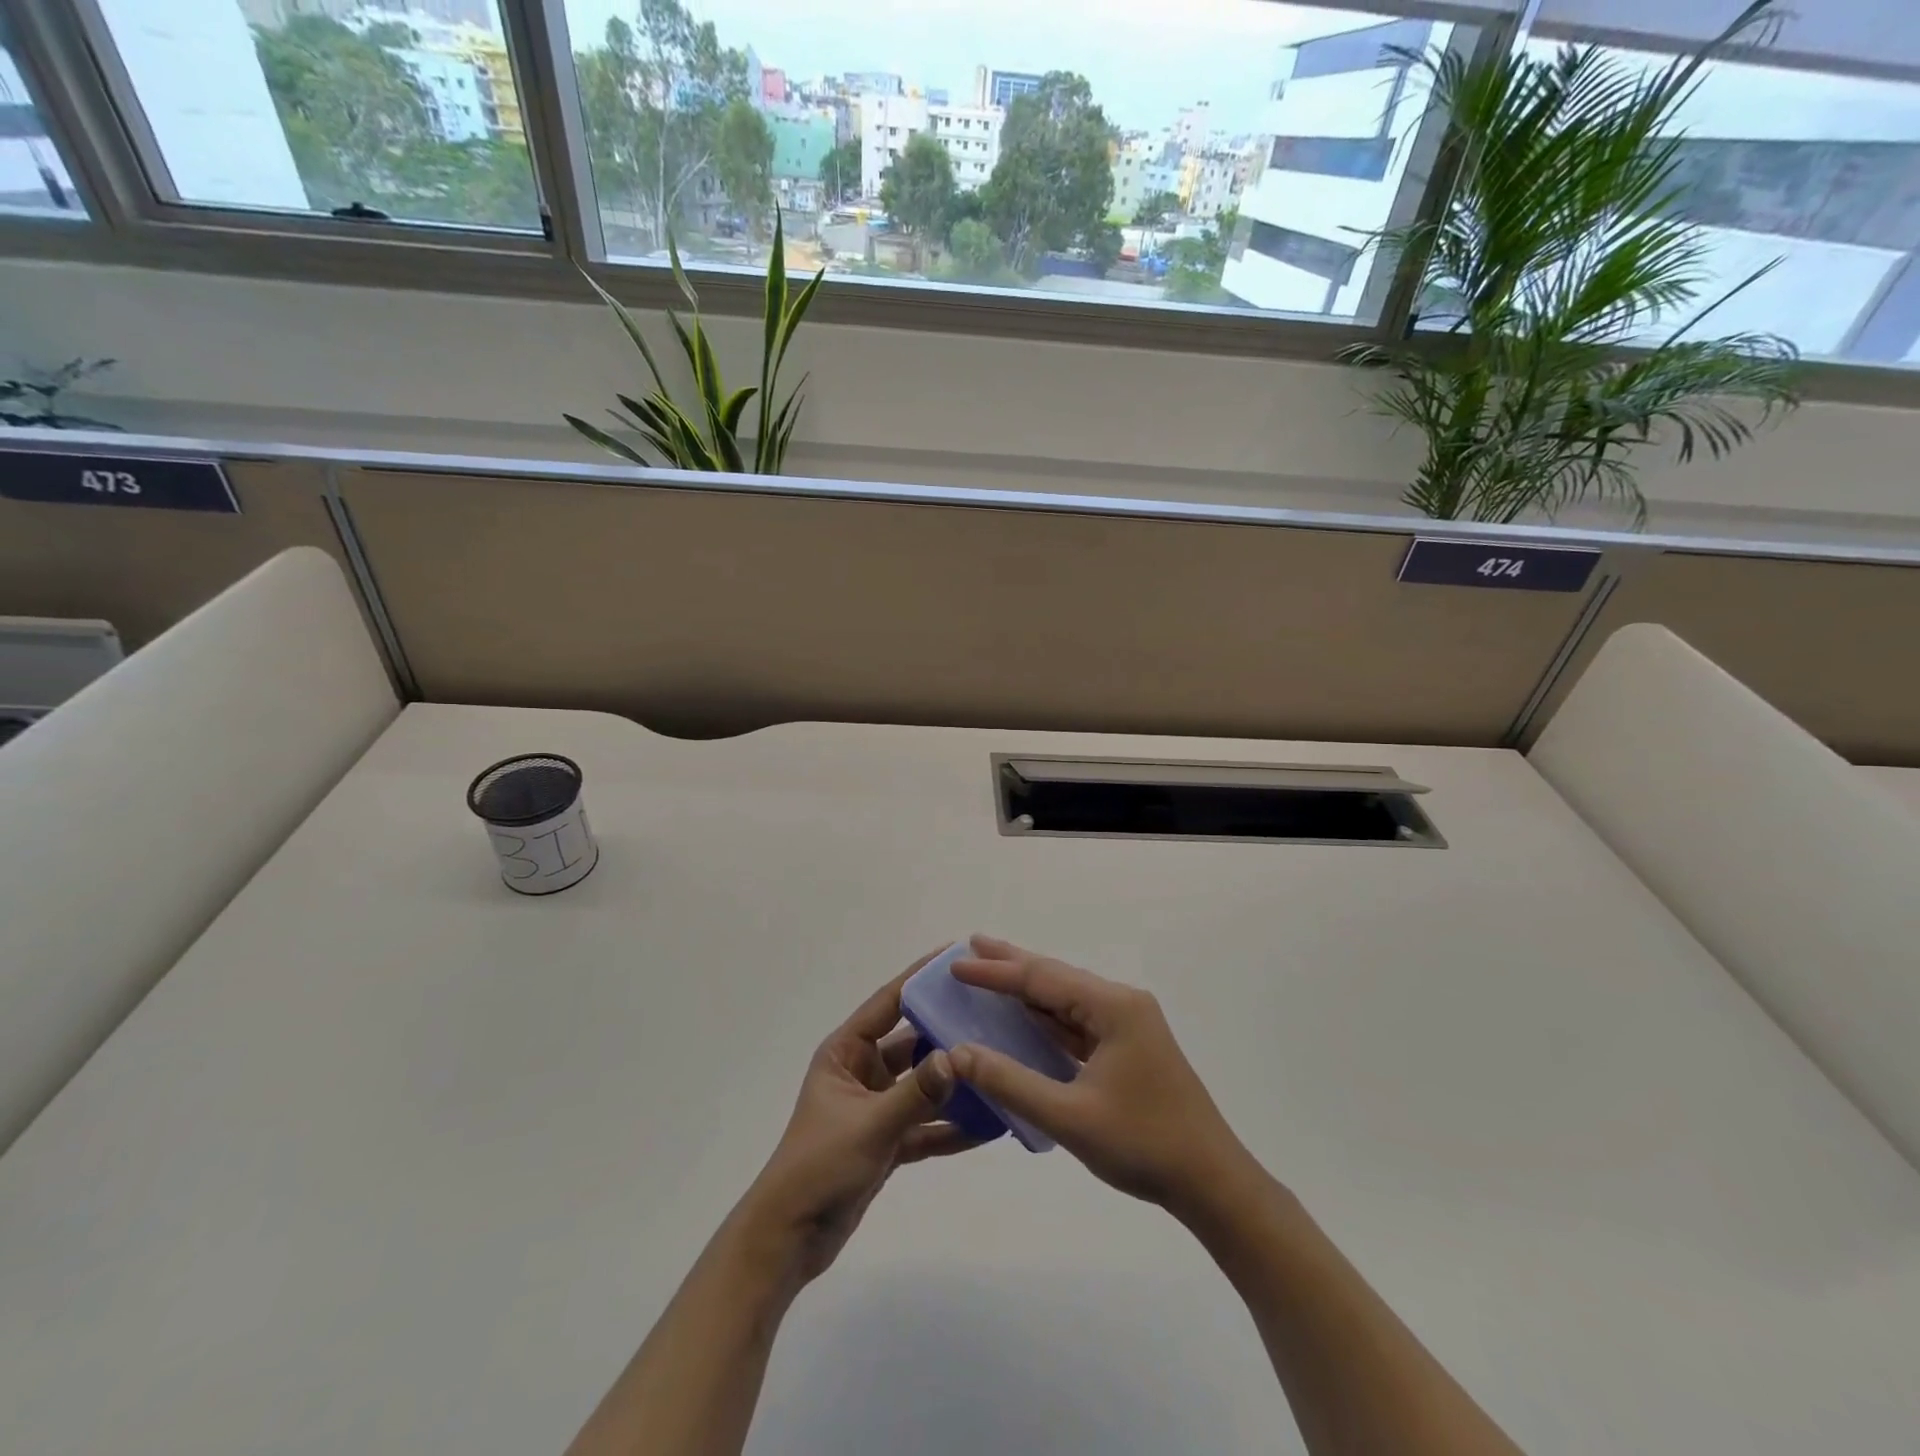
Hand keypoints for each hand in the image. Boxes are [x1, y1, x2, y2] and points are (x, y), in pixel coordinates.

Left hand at [738, 955, 973, 1284]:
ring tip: (999, 1066)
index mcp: (846, 1052)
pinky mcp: (887, 1142)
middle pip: (912, 1041)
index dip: (919, 978)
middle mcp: (862, 1071)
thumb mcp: (869, 1125)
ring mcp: (876, 1107)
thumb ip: (915, 1093)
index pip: (888, 1002)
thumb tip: (957, 1056)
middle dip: (947, 1031)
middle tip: (992, 1013)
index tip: (955, 956)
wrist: (789, 1240)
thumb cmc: (819, 1166)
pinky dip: (952, 1125)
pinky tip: (990, 1124)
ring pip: (923, 1085)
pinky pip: (926, 1125)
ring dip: (955, 1082)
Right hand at [948, 936, 1253, 1213]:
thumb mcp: (1069, 1117)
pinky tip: (1026, 1017)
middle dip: (1011, 964)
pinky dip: (1047, 1018)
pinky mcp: (1129, 1047)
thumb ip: (1010, 1081)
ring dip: (1028, 990)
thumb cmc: (1143, 1144)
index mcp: (1113, 1007)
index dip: (996, 972)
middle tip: (969, 946)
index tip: (956, 964)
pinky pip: (1078, 1023)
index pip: (1042, 979)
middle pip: (1056, 977)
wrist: (1212, 1182)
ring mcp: (1128, 1025)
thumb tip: (958, 1053)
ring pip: (1067, 999)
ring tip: (989, 974)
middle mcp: (1121, 1004)